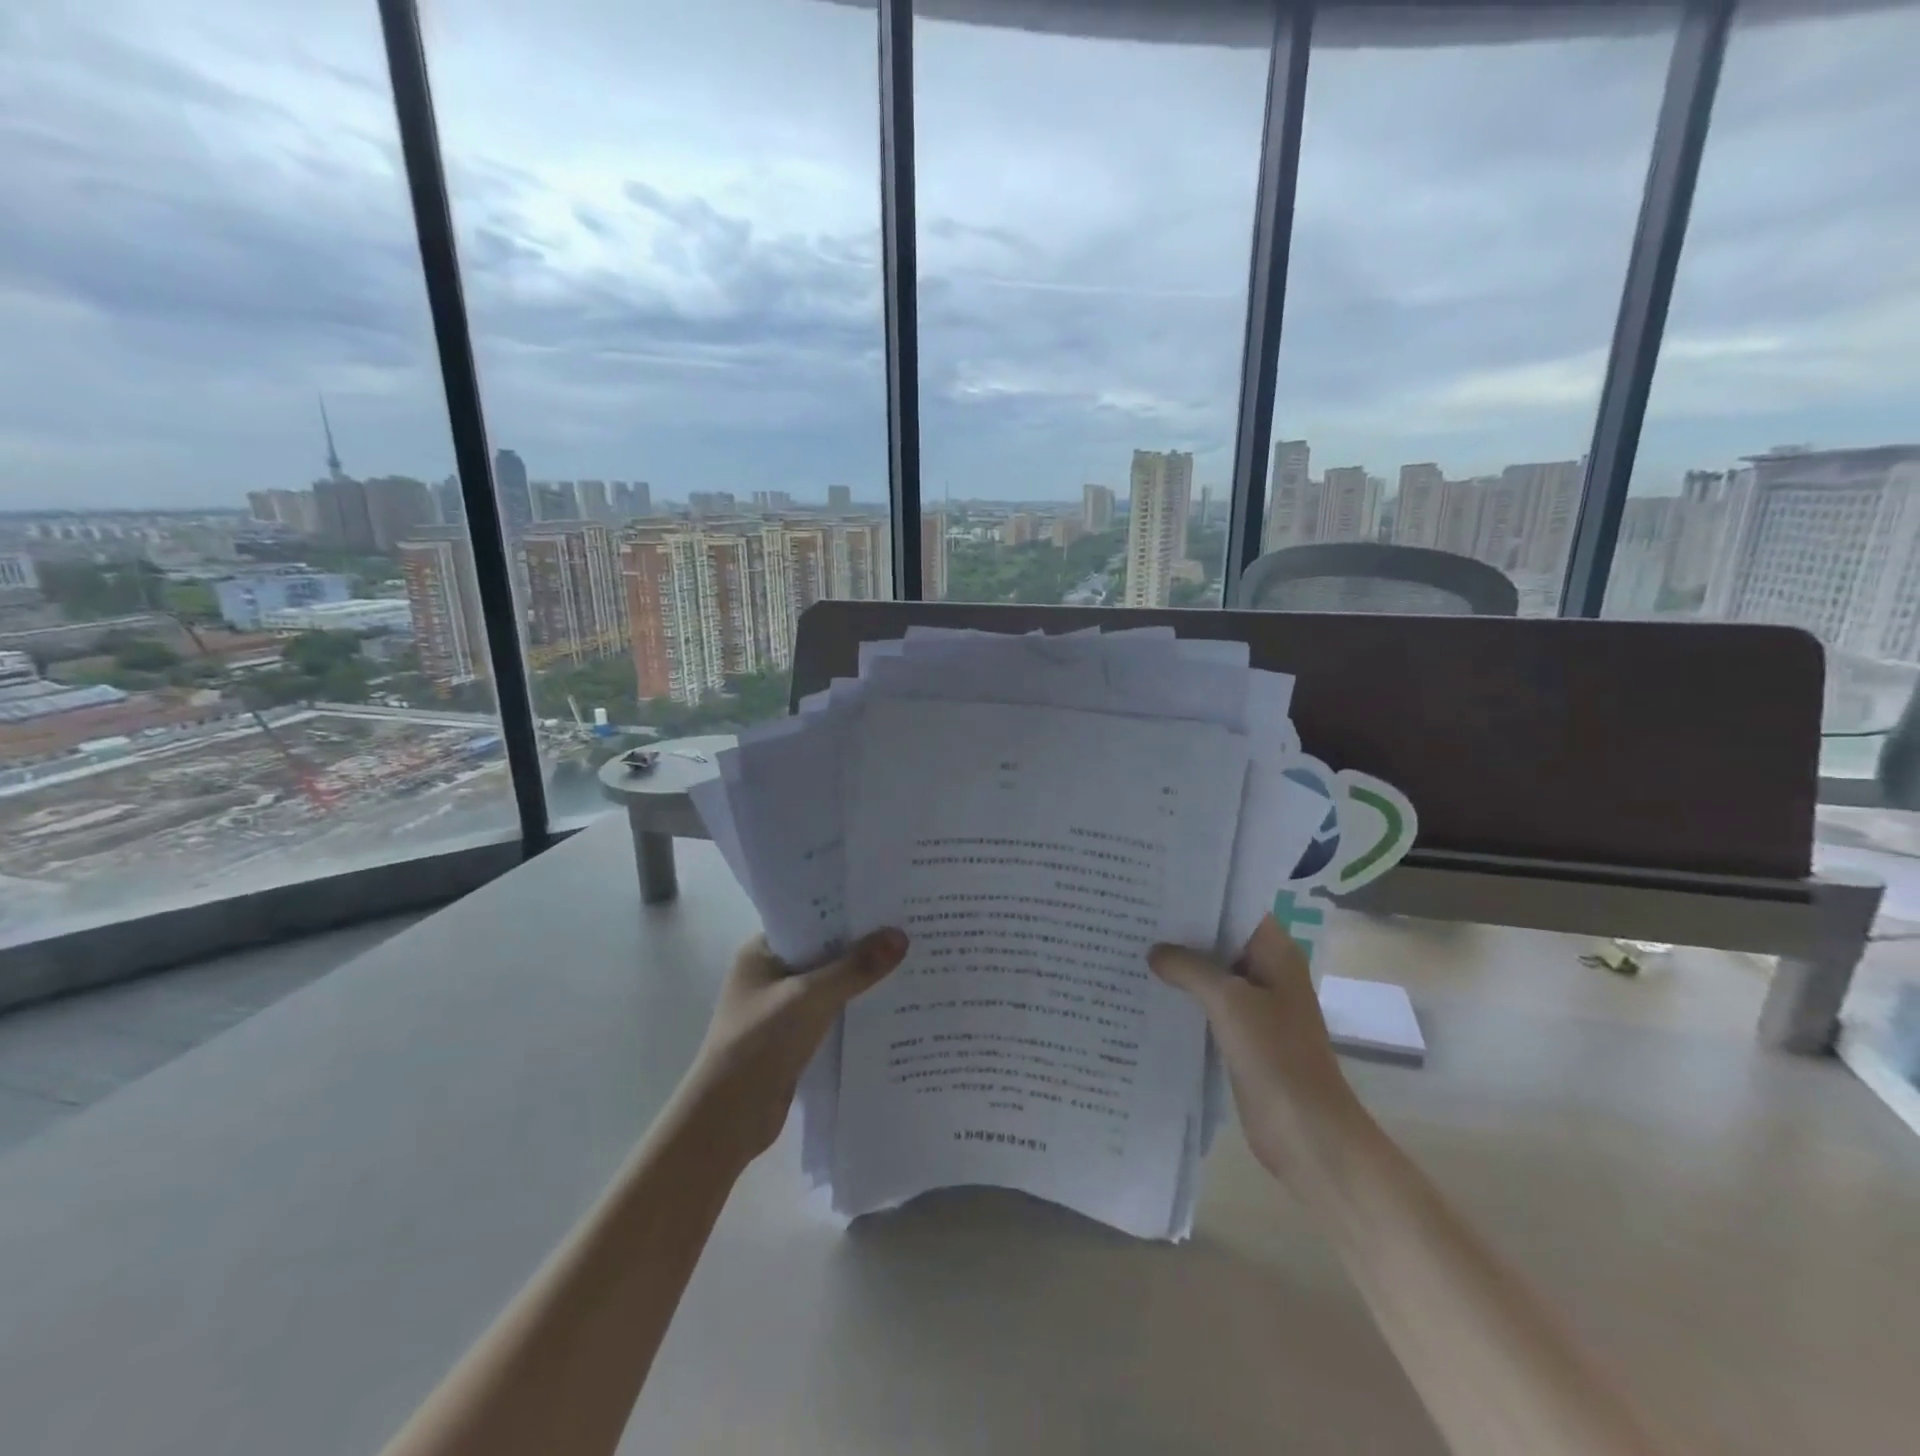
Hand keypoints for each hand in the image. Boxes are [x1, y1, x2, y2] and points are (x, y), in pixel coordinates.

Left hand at [679, 929, 908, 1169]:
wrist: (728, 1120)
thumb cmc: (759, 1043)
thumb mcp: (810, 998)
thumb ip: (855, 967)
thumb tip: (901, 936)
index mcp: (762, 951)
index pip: (811, 918)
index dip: (848, 910)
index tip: (889, 901)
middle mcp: (770, 973)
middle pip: (824, 950)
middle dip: (862, 944)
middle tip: (910, 929)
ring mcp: (781, 1007)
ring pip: (830, 983)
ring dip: (862, 978)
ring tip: (910, 961)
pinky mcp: (794, 1038)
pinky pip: (832, 1012)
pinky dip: (855, 1008)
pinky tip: (891, 1004)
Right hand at [1149, 915, 1364, 1186]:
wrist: (1307, 1133)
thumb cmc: (1276, 1056)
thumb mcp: (1228, 1001)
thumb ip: (1189, 968)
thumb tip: (1155, 951)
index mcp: (1276, 953)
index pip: (1237, 907)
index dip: (1202, 895)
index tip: (1160, 884)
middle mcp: (1267, 972)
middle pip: (1221, 939)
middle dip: (1182, 930)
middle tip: (1135, 913)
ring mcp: (1256, 1006)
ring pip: (1212, 974)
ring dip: (1180, 966)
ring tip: (1132, 946)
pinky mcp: (1243, 1036)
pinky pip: (1209, 1005)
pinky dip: (1184, 998)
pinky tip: (1148, 992)